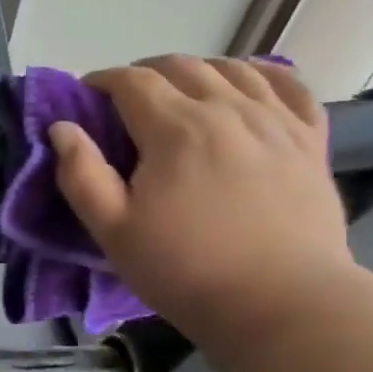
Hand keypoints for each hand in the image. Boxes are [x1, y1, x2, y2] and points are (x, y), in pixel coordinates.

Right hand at [49, 56, 355, 344]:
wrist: (282, 305)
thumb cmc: (185, 269)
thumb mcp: (112, 230)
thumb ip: (81, 174)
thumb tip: (62, 128)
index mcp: (175, 129)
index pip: (132, 81)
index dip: (103, 80)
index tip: (86, 94)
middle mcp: (227, 110)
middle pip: (181, 66)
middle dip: (145, 71)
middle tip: (126, 98)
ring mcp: (276, 122)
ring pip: (233, 69)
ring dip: (197, 70)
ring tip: (180, 91)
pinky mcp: (310, 142)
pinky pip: (290, 87)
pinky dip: (264, 74)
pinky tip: (248, 82)